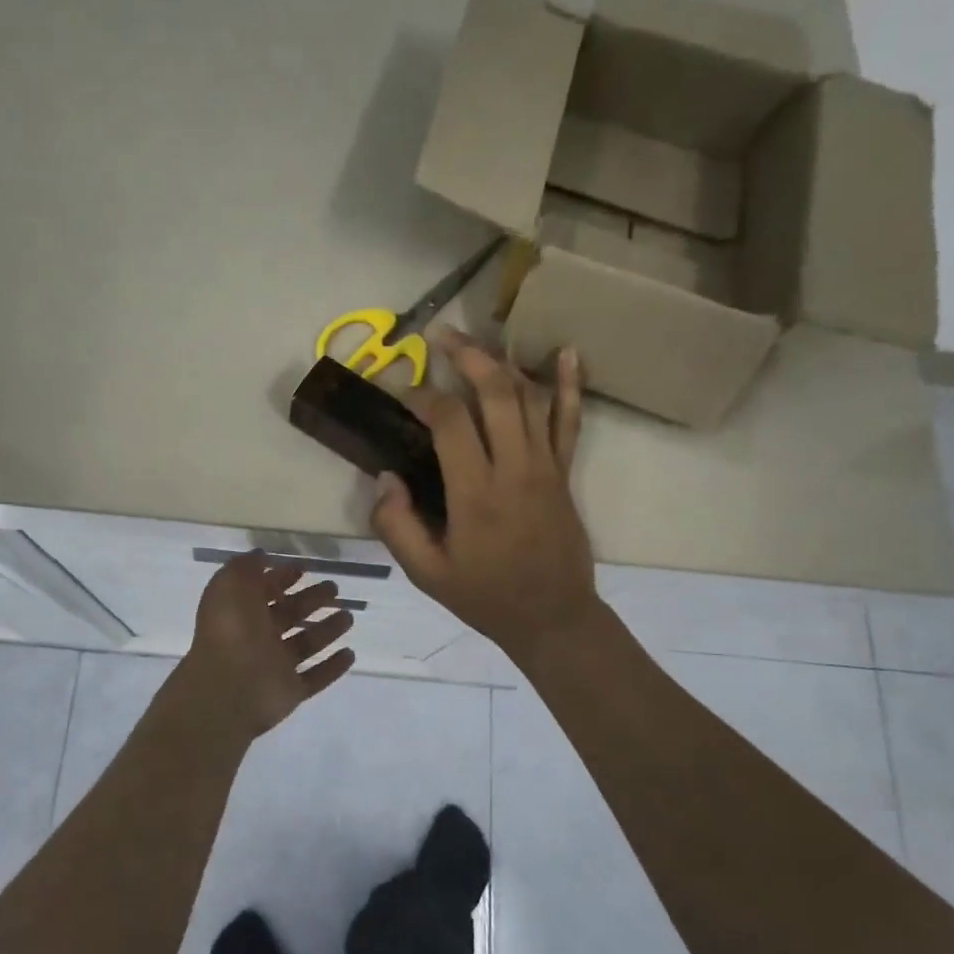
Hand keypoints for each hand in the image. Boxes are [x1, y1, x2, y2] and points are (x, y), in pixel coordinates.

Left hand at [182, 553, 356, 735]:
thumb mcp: (230, 585)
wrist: (227, 689)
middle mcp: (258, 638)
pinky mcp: (291, 691)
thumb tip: (261, 555)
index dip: (282, 578)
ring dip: (327, 630)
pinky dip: (333, 667)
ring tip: (349, 617)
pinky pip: (315, 678)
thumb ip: (245, 567)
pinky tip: (350, 654)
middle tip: (335, 588)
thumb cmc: (230, 631)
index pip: (264, 591)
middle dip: (311, 599)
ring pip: (306, 644)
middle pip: (290, 615)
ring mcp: (275, 667)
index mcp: (242, 612)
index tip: (304, 568)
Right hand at [371, 330, 599, 662]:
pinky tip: (567, 352)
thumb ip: (397, 526)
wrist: (552, 617)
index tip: (402, 392)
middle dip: (465, 356)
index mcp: (476, 494)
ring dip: (501, 362)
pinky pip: (569, 421)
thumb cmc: (485, 596)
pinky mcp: (564, 472)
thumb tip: (384, 477)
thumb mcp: (427, 573)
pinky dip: (568, 385)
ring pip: (529, 398)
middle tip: (438, 336)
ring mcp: (546, 467)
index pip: (451, 423)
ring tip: (475, 339)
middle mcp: (515, 469)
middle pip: (495, 394)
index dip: (423, 397)